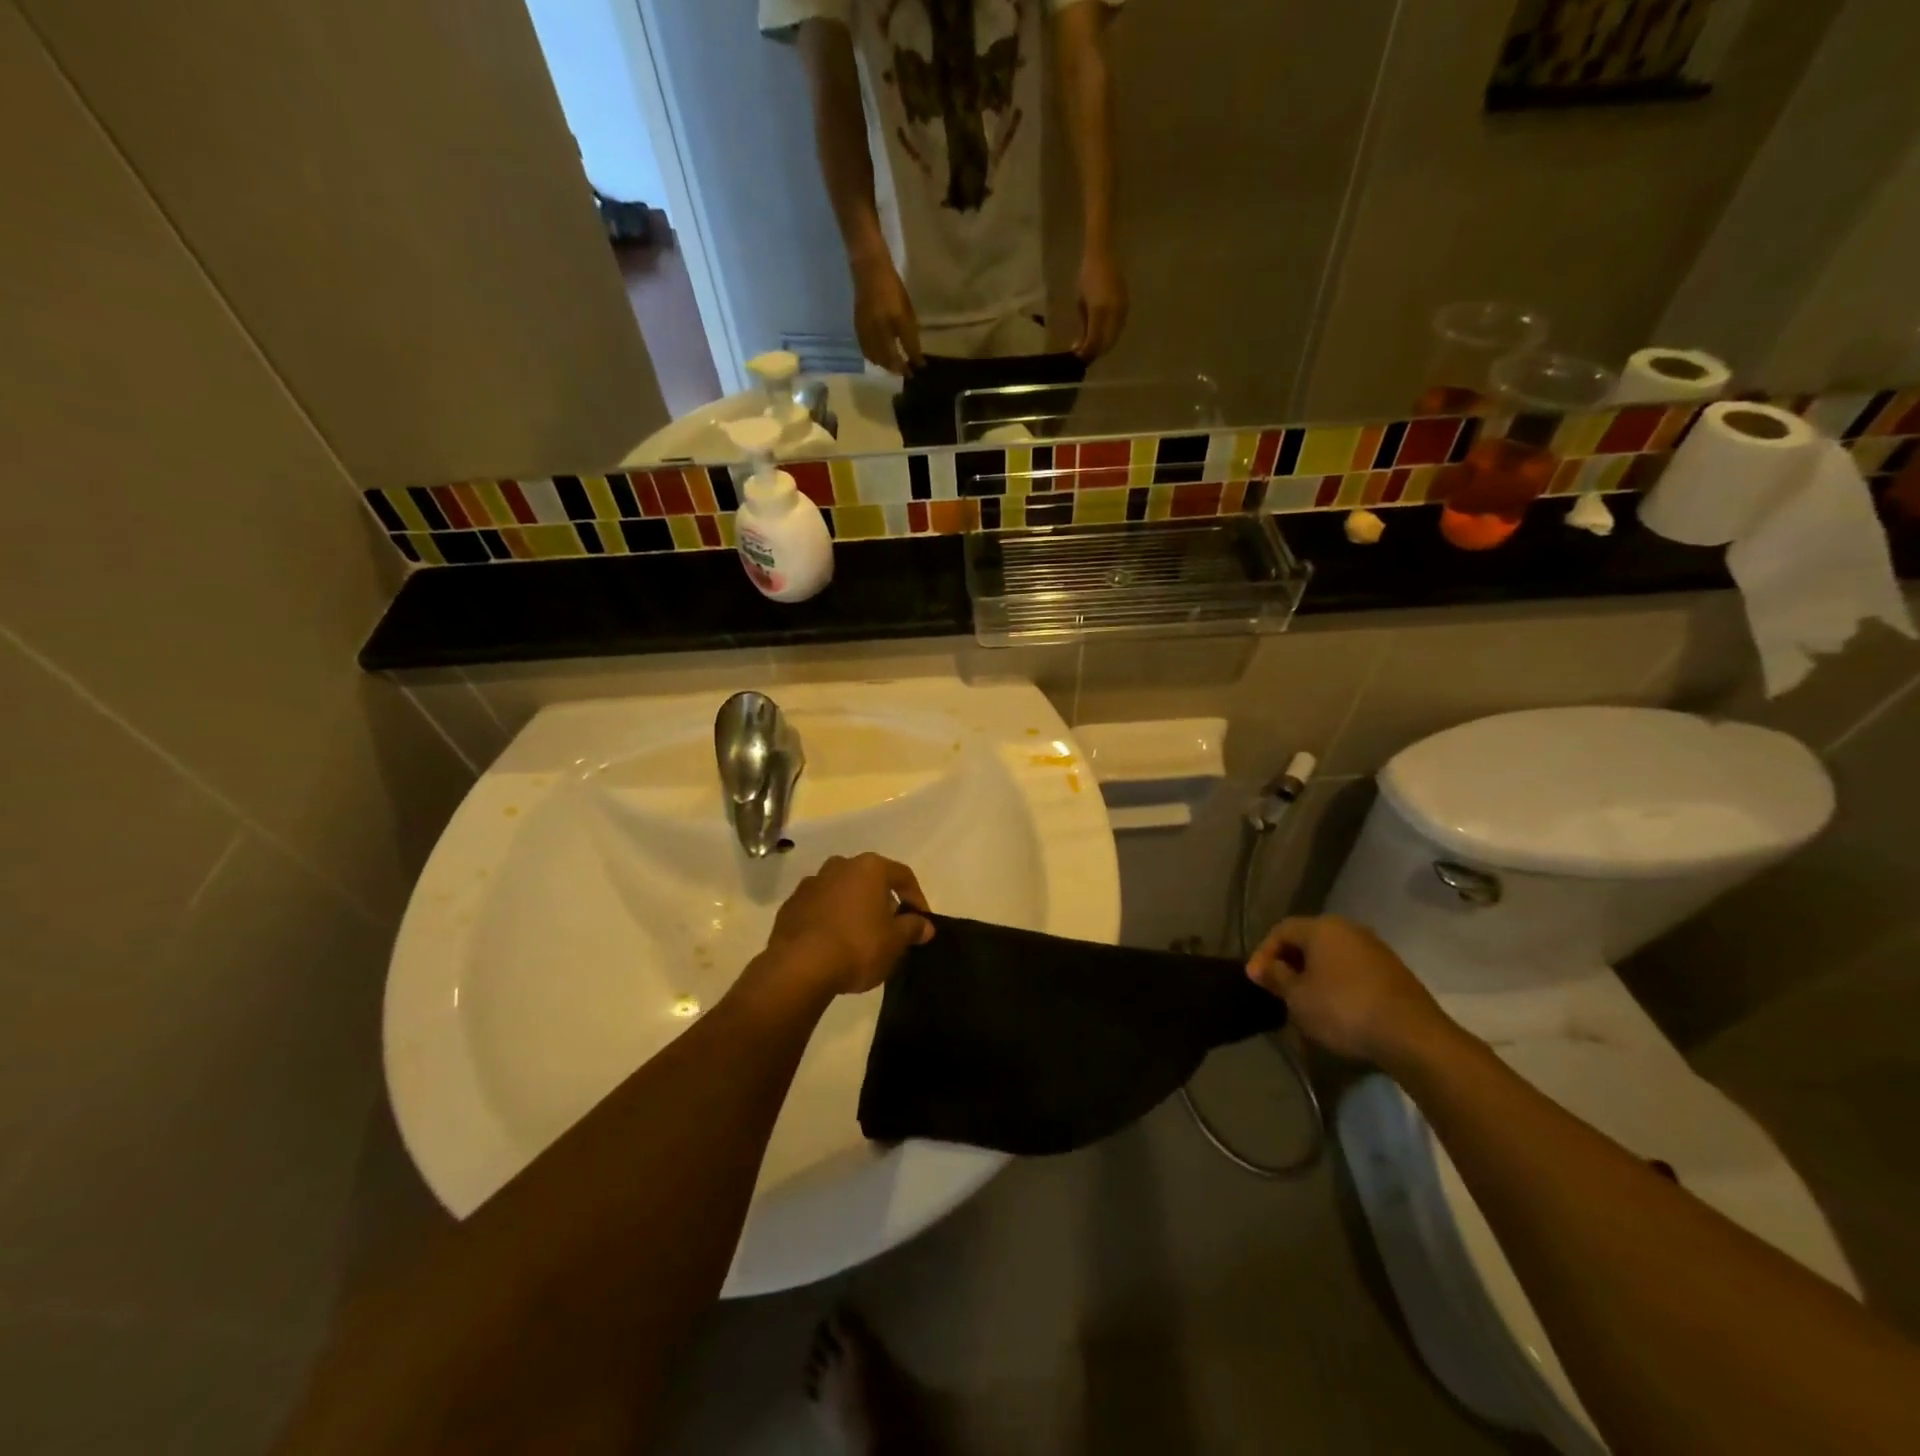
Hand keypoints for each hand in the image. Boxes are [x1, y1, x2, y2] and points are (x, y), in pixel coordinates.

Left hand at [764, 853, 933, 996]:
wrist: (800, 966)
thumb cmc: (857, 946)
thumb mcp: (895, 941)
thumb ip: (912, 928)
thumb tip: (924, 925)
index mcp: (869, 868)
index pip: (903, 876)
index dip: (916, 898)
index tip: (921, 922)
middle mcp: (839, 866)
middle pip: (870, 880)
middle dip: (882, 901)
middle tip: (890, 928)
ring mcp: (811, 884)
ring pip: (841, 892)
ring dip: (853, 908)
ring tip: (860, 937)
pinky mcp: (791, 905)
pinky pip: (819, 908)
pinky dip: (829, 920)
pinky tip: (833, 944)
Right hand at [851, 254, 922, 374]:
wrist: (868, 270)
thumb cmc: (892, 287)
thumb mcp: (906, 307)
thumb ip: (910, 331)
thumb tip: (916, 354)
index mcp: (895, 317)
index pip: (907, 344)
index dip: (914, 358)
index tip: (921, 368)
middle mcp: (880, 326)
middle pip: (889, 356)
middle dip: (898, 368)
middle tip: (907, 374)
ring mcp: (867, 328)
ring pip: (876, 357)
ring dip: (886, 366)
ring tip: (894, 369)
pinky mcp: (858, 329)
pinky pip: (866, 350)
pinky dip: (874, 359)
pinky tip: (879, 361)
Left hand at [1073, 245, 1127, 359]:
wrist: (1102, 255)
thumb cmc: (1086, 277)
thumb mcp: (1081, 304)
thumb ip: (1083, 327)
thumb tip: (1079, 347)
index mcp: (1100, 310)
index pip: (1095, 341)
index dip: (1087, 353)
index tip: (1078, 359)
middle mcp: (1114, 312)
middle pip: (1107, 343)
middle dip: (1095, 353)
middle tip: (1084, 357)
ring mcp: (1122, 309)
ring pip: (1114, 337)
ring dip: (1103, 346)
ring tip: (1091, 348)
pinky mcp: (1126, 306)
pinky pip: (1118, 328)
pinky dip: (1109, 337)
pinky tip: (1101, 337)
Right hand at [1247, 916, 1458, 1070]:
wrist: (1412, 1036)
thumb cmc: (1343, 1009)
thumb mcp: (1298, 997)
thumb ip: (1276, 977)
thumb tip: (1260, 967)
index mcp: (1322, 927)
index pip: (1281, 930)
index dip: (1263, 953)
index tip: (1256, 980)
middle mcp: (1349, 929)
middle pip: (1308, 940)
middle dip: (1289, 962)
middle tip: (1278, 989)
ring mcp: (1375, 948)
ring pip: (1332, 955)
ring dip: (1314, 973)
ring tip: (1305, 1000)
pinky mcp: (1393, 971)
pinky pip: (1353, 969)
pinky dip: (1337, 982)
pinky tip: (1335, 1006)